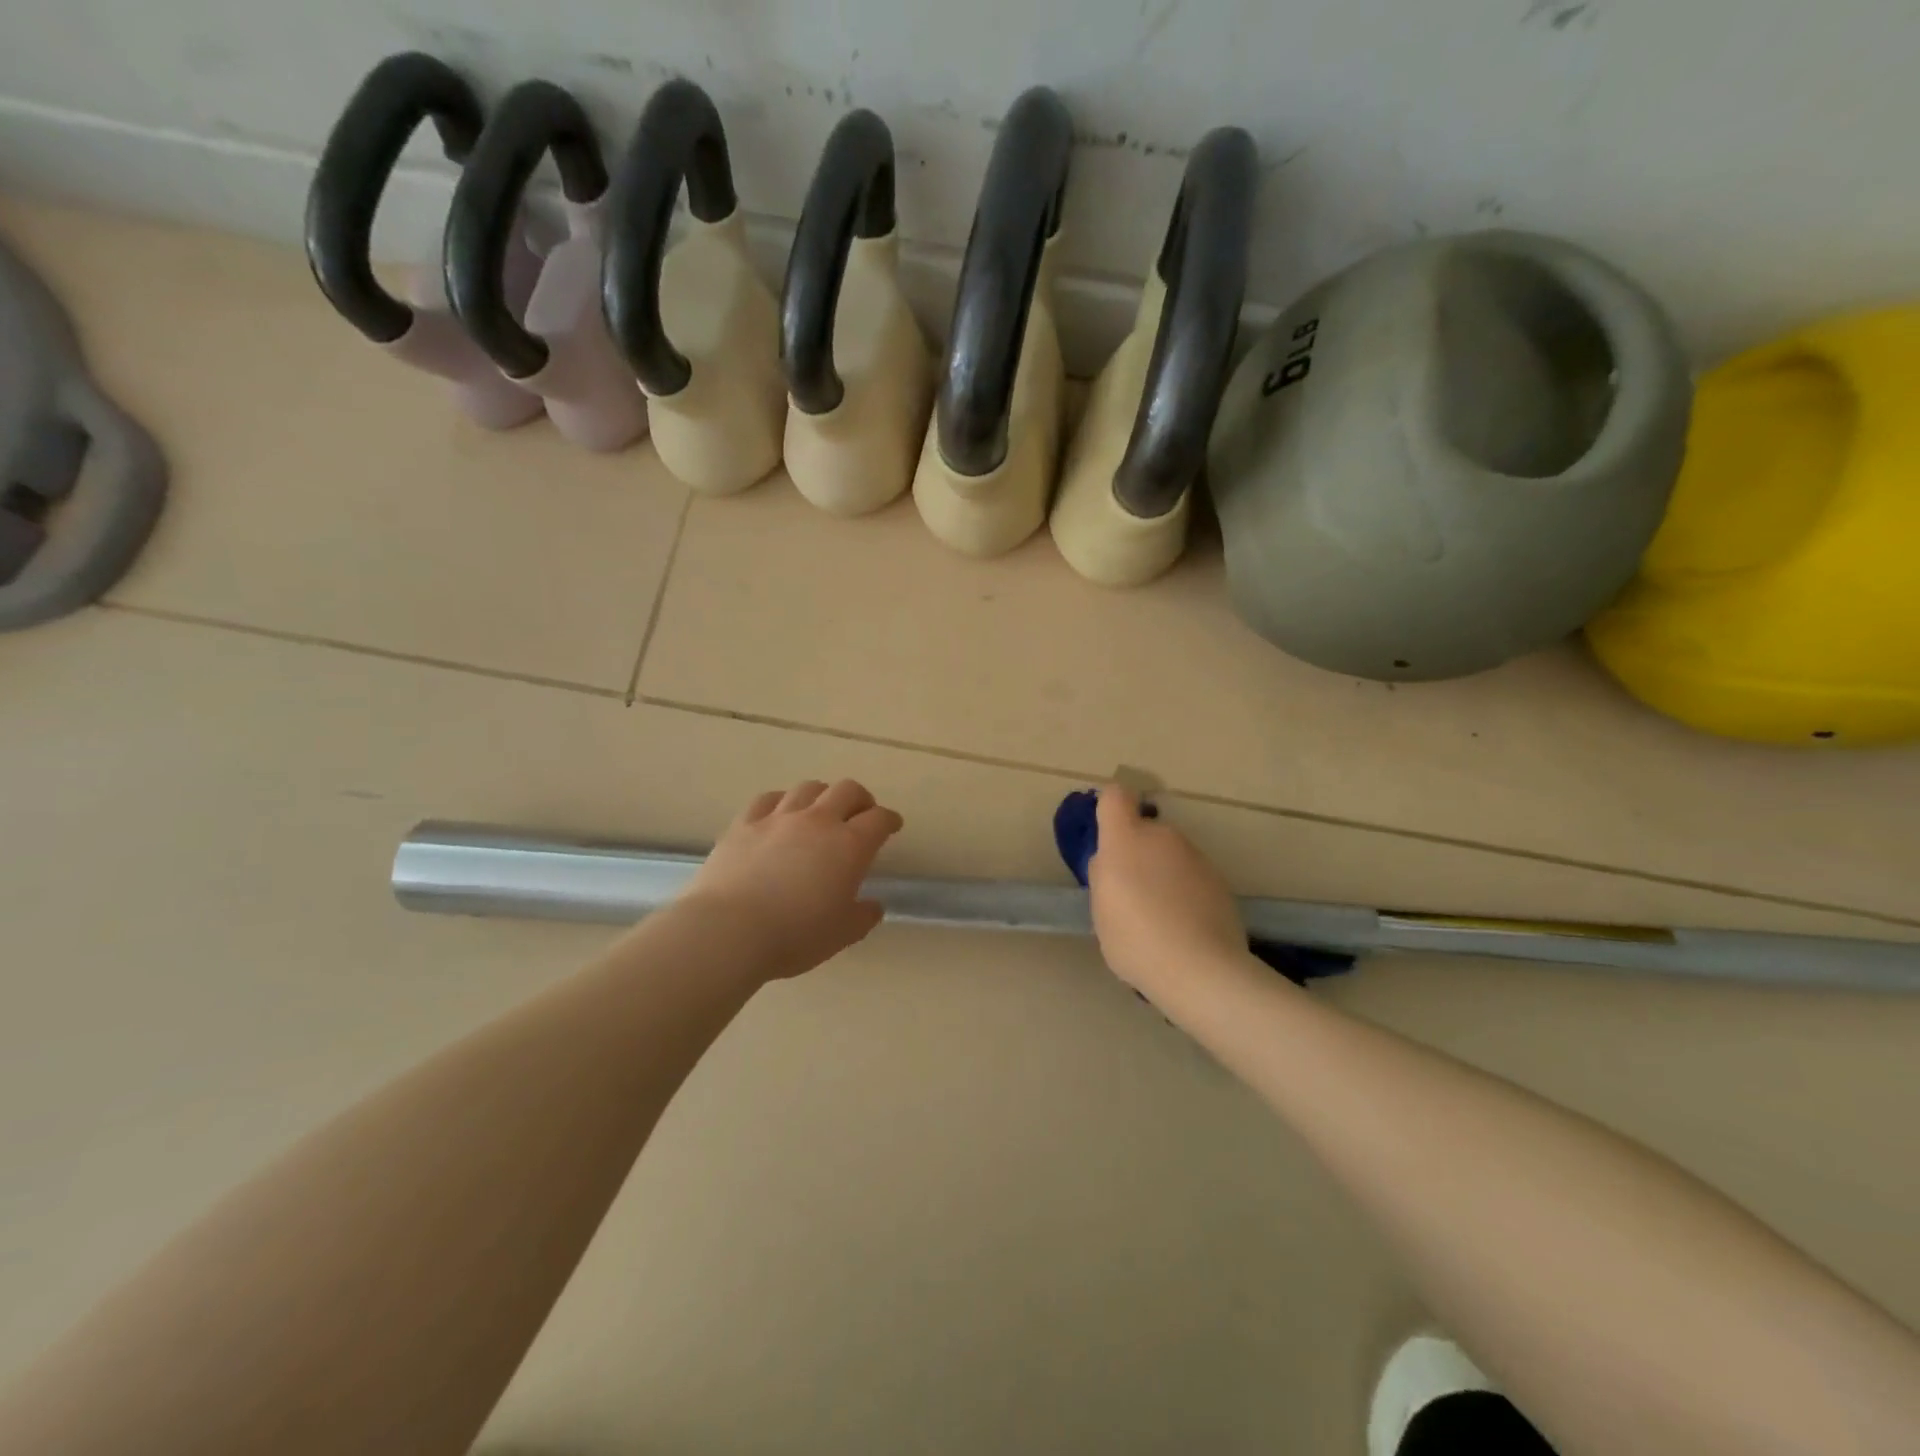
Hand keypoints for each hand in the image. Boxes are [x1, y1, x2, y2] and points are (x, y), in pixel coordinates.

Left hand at [682, 779, 903, 979]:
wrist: (729, 931)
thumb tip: (873, 906)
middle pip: (847, 790)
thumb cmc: (794, 935)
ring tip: (820, 810)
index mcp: (849, 846)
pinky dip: (781, 802)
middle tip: (861, 813)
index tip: (892, 825)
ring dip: (822, 795)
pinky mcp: (744, 823)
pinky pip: (768, 799)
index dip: (889, 820)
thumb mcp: (841, 935)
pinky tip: (780, 813)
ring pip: (808, 788)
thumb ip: (862, 917)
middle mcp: (818, 822)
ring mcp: (779, 818)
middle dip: (860, 798)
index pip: (878, 820)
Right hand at [1087, 783, 1247, 996]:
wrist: (1200, 969)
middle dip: (1137, 852)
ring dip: (1162, 873)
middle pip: (1145, 830)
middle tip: (1130, 893)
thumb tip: (1111, 862)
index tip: (1105, 832)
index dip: (1109, 807)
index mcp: (1125, 839)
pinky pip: (1191, 876)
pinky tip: (1184, 927)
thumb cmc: (1136, 939)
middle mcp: (1162, 837)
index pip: (1115, 797)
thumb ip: (1104, 876)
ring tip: (1159, 917)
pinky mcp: (1219, 879)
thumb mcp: (1101, 910)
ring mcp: (1195, 856)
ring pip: (1170, 854)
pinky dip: (1185, 892)